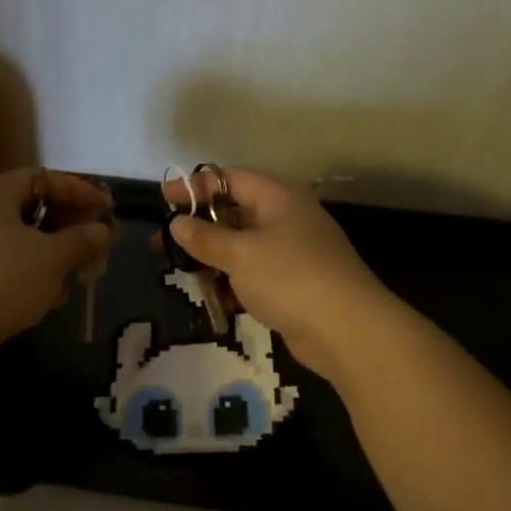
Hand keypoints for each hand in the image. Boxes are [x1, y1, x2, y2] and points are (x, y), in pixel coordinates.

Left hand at [0, 167, 114, 351]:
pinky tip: (45, 297)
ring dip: (48, 254)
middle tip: (92, 244)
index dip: (78, 191)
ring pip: (14, 240)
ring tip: (73, 276)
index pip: (41, 178)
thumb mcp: (52, 259)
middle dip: (65, 227)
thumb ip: (81, 240)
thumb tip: (102, 230)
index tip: (106, 210)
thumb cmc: (3, 280)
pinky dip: (25, 273)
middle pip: (26, 209)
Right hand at [166, 168, 391, 378]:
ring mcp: (294, 254)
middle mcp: (289, 220)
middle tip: (165, 240)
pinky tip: (214, 299)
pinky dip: (234, 283)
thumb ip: (206, 238)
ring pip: (244, 248)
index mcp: (280, 199)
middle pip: (237, 213)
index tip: (164, 198)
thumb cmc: (290, 279)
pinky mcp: (294, 286)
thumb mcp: (241, 254)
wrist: (346, 330)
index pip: (231, 180)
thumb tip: (178, 223)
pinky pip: (255, 276)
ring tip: (182, 271)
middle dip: (201, 226)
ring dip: (215, 258)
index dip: (196, 186)